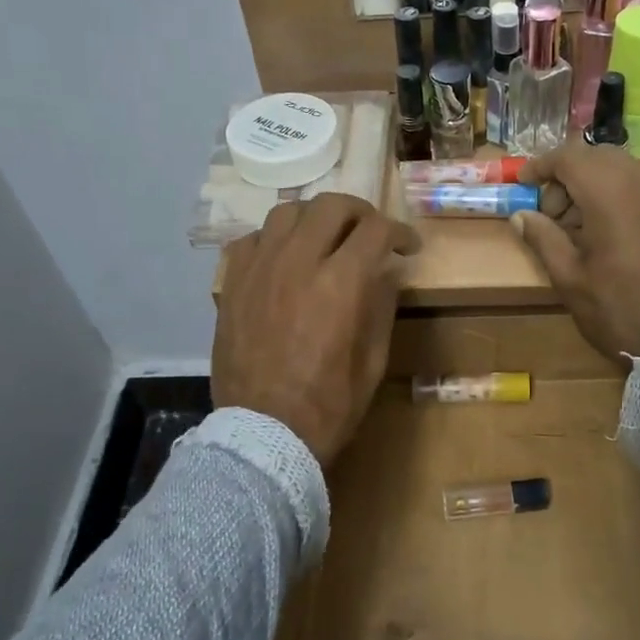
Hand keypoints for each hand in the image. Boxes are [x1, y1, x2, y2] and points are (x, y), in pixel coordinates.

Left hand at [213, 195, 420, 465]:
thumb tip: (384, 272)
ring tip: (324, 237)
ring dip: (314, 218)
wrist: (263, 434)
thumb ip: (381, 306)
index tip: (407, 245)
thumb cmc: (328, 405)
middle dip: (360, 212)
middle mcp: (298, 262)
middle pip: (331, 205)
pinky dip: (273, 240)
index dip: (399, 231)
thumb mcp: (373, 361)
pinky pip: (251, 240)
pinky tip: (283, 258)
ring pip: (287, 212)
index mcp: (341, 283)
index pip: (375, 230)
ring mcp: (259, 269)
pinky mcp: (232, 284)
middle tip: (369, 231)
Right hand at [511, 145, 639, 362]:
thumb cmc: (618, 310)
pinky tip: (616, 233)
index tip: (524, 184)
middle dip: (569, 176)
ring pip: (626, 170)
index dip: (541, 166)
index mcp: (610, 192)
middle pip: (598, 158)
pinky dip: (624, 197)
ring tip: (583, 225)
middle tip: (553, 213)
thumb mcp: (570, 278)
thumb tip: (521, 215)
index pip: (569, 157)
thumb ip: (543, 238)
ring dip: (597, 185)